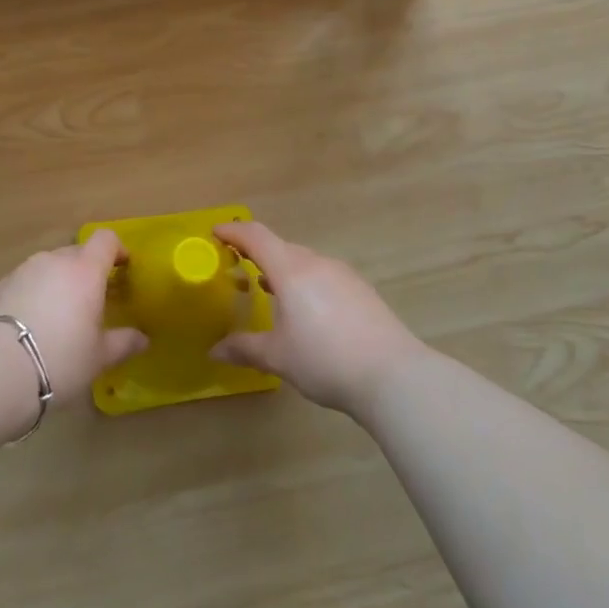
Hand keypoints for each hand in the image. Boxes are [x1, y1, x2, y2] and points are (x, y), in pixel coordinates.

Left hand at [0, 231, 147, 406]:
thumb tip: (143, 338)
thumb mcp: (99, 357)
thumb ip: (124, 342)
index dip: (117, 250)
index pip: (106, 240)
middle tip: (93, 301)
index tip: (122, 269)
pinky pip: (28, 280)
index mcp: (85, 270)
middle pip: (78, 253)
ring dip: (60, 281)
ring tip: (60, 314)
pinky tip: (33, 322)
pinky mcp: (1, 284)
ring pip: (50, 266)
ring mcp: (25, 269)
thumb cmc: (61, 359)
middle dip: (88, 271)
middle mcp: (55, 260)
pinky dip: (36, 292)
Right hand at [210, 221, 425, 416]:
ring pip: (304, 262)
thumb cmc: (325, 360)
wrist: (393, 376)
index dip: (233, 232)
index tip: (215, 233)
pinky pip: (323, 276)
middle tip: (237, 267)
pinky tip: (307, 310)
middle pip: (280, 247)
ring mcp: (343, 275)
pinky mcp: (362, 291)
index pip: (256, 236)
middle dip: (256, 253)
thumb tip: (215, 351)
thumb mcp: (278, 357)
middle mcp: (317, 263)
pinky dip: (305, 283)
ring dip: (282, 270)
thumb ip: (244, 349)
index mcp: (291, 270)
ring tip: (268, 290)